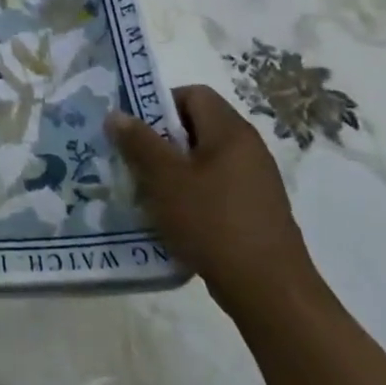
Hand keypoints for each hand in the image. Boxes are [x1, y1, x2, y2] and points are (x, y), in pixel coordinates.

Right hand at [106, 85, 320, 321]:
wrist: (269, 290)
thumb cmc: (212, 222)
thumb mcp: (165, 178)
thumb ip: (139, 142)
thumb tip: (117, 114)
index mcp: (231, 132)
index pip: (193, 94)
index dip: (160, 103)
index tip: (135, 129)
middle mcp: (248, 149)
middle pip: (197, 127)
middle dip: (160, 140)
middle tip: (132, 160)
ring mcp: (255, 182)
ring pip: (203, 160)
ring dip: (172, 170)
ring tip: (146, 191)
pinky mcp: (254, 211)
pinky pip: (215, 187)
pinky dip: (190, 194)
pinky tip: (172, 217)